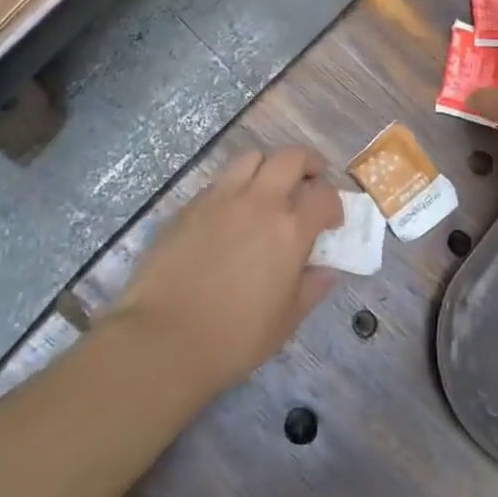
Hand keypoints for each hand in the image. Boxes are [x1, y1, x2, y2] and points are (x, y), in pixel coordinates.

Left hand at [101, 146, 343, 391]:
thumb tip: (324, 270)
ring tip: (268, 189)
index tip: (331, 221)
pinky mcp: (189, 206)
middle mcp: (258, 202)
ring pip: (251, 158)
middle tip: (309, 181)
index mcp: (290, 229)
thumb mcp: (286, 320)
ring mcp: (220, 198)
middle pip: (290, 157)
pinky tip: (231, 213)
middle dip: (307, 164)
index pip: (324, 195)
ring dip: (268, 167)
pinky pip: (219, 181)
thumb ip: (311, 287)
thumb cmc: (234, 337)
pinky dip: (235, 186)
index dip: (334, 204)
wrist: (163, 339)